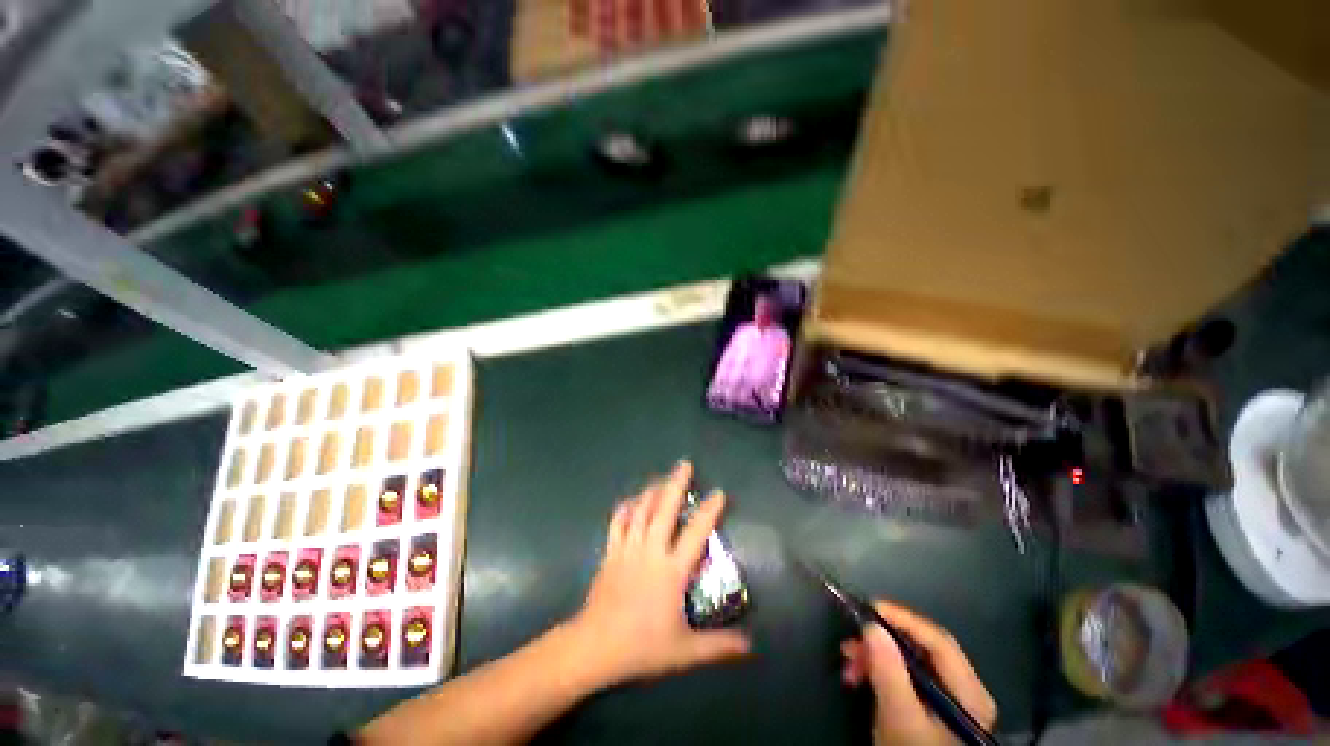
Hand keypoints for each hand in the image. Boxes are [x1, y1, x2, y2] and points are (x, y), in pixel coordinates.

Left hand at [569, 461, 750, 686]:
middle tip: (684, 465)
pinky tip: (631, 500)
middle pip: (664, 510)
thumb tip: (751, 645)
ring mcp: (628, 548)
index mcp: (671, 570)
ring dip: (652, 491)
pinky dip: (625, 508)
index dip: (709, 511)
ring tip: (661, 478)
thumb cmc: (642, 646)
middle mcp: (650, 551)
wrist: (596, 647)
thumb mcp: (685, 651)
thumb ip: (719, 646)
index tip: (718, 493)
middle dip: (675, 484)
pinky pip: (617, 522)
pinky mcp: (610, 552)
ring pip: (641, 510)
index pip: (696, 533)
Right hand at [840, 602, 996, 745]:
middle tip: (850, 644)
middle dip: (882, 642)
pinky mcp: (933, 707)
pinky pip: (906, 675)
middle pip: (922, 649)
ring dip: (876, 657)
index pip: (937, 640)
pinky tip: (860, 677)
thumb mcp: (899, 717)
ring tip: (849, 665)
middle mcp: (965, 690)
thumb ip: (889, 671)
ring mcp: (950, 699)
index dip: (903, 619)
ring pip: (910, 661)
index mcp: (969, 693)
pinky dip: (882, 672)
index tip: (868, 608)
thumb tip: (872, 625)